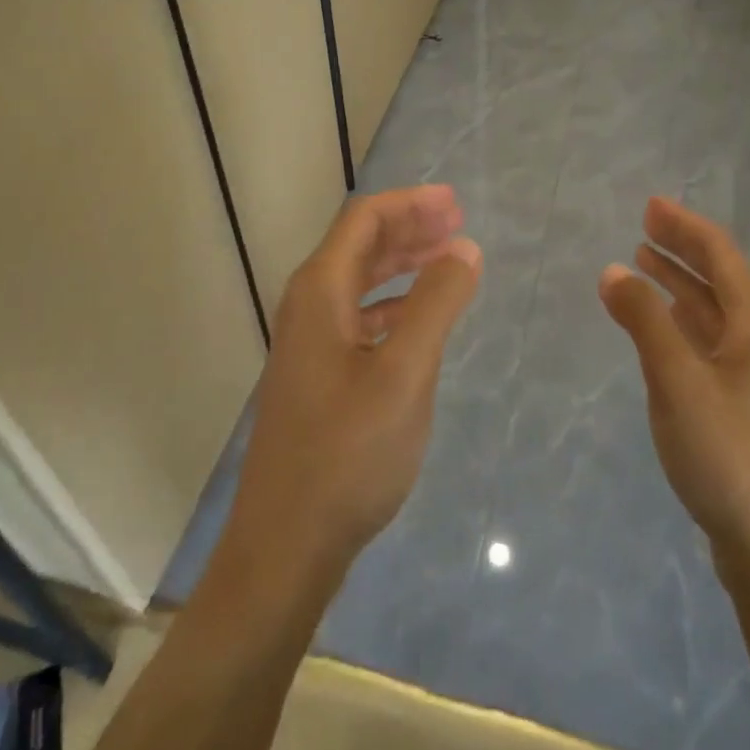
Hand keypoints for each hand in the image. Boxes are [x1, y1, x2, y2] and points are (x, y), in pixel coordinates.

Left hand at [223, 185, 481, 586]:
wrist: (286, 546)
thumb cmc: (348, 453)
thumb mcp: (405, 374)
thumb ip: (436, 304)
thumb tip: (463, 248)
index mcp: (320, 291)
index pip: (364, 220)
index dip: (411, 203)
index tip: (456, 203)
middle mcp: (308, 306)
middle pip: (361, 244)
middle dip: (410, 227)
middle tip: (459, 224)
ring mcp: (309, 342)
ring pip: (360, 280)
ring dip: (403, 263)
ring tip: (448, 260)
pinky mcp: (317, 374)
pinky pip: (359, 315)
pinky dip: (393, 302)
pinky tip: (419, 317)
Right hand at [599, 197, 749, 571]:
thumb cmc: (728, 454)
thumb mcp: (676, 381)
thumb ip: (643, 320)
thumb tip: (614, 270)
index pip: (719, 254)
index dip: (684, 225)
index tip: (649, 205)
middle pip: (720, 276)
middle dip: (682, 247)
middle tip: (643, 224)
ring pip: (714, 309)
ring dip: (681, 281)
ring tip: (645, 261)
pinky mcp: (744, 400)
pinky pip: (710, 338)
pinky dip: (683, 317)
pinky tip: (664, 319)